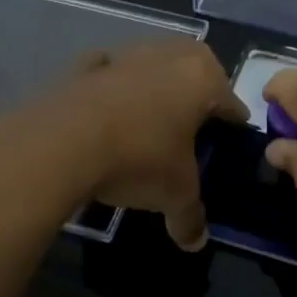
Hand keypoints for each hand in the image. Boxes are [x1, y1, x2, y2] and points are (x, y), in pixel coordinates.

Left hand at [36, 40, 248, 249]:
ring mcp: (126, 54)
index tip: (231, 141)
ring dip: (156, 84)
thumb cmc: (139, 158)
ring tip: (150, 119)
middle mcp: (169, 55)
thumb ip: (191, 216)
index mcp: (202, 78)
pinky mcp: (88, 64)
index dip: (233, 124)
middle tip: (195, 124)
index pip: (231, 101)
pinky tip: (108, 111)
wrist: (62, 141)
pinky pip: (110, 72)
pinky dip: (112, 85)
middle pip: (196, 68)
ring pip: (153, 64)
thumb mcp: (175, 194)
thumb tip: (197, 242)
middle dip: (199, 91)